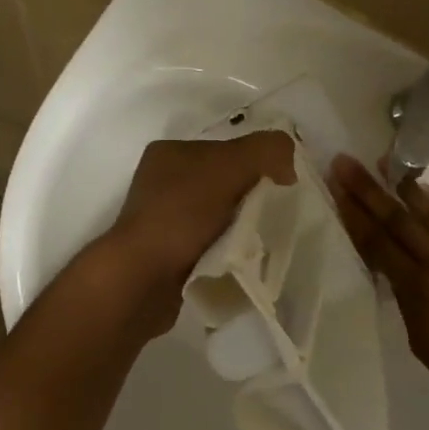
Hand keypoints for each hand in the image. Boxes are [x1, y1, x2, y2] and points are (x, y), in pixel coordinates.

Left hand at [107, 132, 296, 325]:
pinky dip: (228, 252)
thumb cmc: (181, 216)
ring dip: (242, 228)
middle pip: (227, 183)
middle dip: (253, 198)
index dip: (259, 164)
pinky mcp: (168, 255)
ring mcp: (164, 221)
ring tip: (260, 242)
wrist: (141, 280)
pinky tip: (240, 261)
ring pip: (220, 217)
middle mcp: (163, 183)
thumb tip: (287, 161)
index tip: (283, 188)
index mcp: (171, 153)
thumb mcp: (229, 167)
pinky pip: (211, 246)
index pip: (229, 149)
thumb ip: (265, 150)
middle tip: (277, 217)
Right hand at [329, 154, 428, 412]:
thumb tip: (401, 277)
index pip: (376, 243)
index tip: (336, 189)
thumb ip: (408, 302)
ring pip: (428, 212)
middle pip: (396, 219)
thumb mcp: (422, 341)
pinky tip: (424, 188)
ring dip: (402, 187)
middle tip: (346, 163)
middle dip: (367, 190)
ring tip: (383, 163)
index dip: (353, 215)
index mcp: (415, 289)